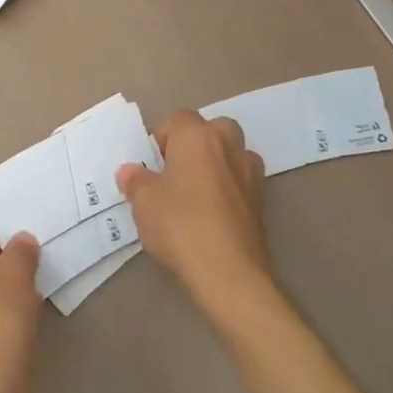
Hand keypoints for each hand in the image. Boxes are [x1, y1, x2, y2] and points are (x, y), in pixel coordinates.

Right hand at [117, 109, 270, 320]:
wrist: (228, 272)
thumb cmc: (179, 224)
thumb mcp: (143, 202)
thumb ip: (136, 181)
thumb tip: (130, 172)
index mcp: (198, 136)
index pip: (178, 119)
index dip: (161, 139)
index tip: (149, 165)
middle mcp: (229, 146)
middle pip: (212, 131)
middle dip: (194, 146)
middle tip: (173, 174)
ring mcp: (251, 174)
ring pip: (230, 157)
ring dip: (215, 167)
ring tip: (192, 196)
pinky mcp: (262, 203)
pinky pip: (239, 184)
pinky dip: (227, 192)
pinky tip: (209, 217)